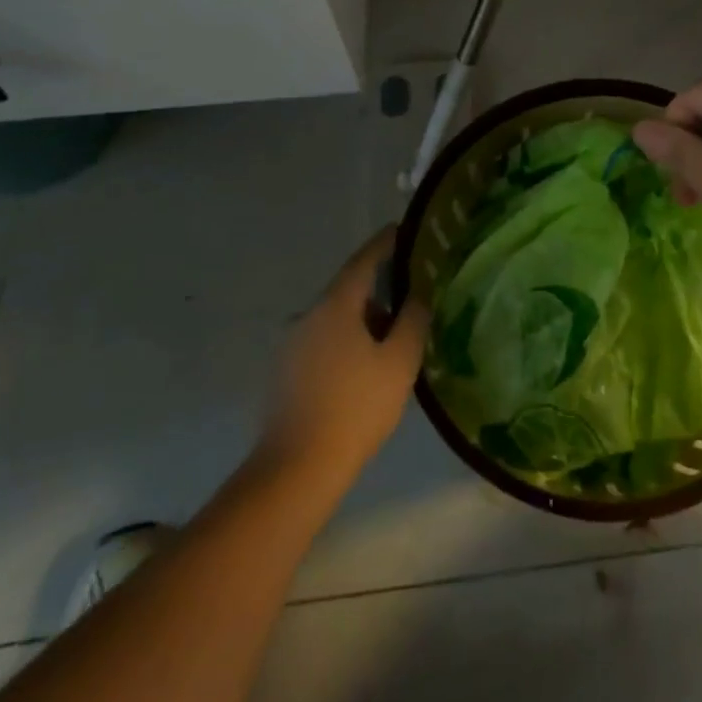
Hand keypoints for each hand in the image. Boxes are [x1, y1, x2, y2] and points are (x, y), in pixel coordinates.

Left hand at [258, 228, 429, 485]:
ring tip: (391, 342)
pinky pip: (322, 342)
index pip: (364, 259)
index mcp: (336, 305)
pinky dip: (345, 343)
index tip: (403, 230)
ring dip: (362, 321)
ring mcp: (291, 344)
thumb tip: (417, 294)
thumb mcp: (399, 361)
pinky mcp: (283, 373)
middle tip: (410, 301)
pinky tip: (362, 370)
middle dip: (379, 291)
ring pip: (335, 319)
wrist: (295, 471)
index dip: (386, 243)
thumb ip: (413, 319)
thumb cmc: (356, 408)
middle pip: (349, 290)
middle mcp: (308, 315)